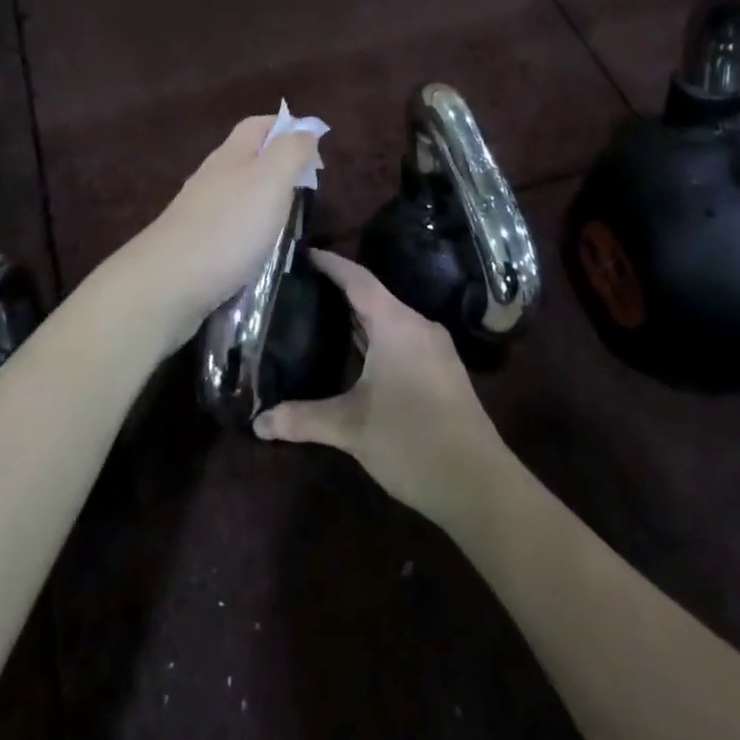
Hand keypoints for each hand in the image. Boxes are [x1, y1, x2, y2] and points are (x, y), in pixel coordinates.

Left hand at [118, 116, 319, 353]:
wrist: (168, 283)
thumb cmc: (228, 226)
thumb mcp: (270, 181)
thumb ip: (291, 152)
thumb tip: (306, 129)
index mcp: (231, 155)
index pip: (258, 125)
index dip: (286, 127)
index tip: (315, 146)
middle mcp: (212, 177)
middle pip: (248, 158)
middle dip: (279, 166)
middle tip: (308, 188)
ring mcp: (199, 211)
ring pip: (238, 194)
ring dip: (265, 201)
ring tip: (290, 221)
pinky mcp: (194, 244)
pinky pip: (229, 227)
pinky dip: (250, 231)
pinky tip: (260, 250)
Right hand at [254, 249, 508, 525]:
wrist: (480, 485)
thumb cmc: (411, 441)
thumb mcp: (350, 429)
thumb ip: (302, 419)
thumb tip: (258, 423)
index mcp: (395, 324)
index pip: (357, 279)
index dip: (330, 264)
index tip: (303, 253)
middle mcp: (417, 326)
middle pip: (373, 296)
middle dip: (339, 291)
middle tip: (302, 288)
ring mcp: (435, 349)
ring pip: (390, 319)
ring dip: (359, 317)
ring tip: (321, 317)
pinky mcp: (443, 371)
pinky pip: (403, 338)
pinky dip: (376, 337)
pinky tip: (357, 355)